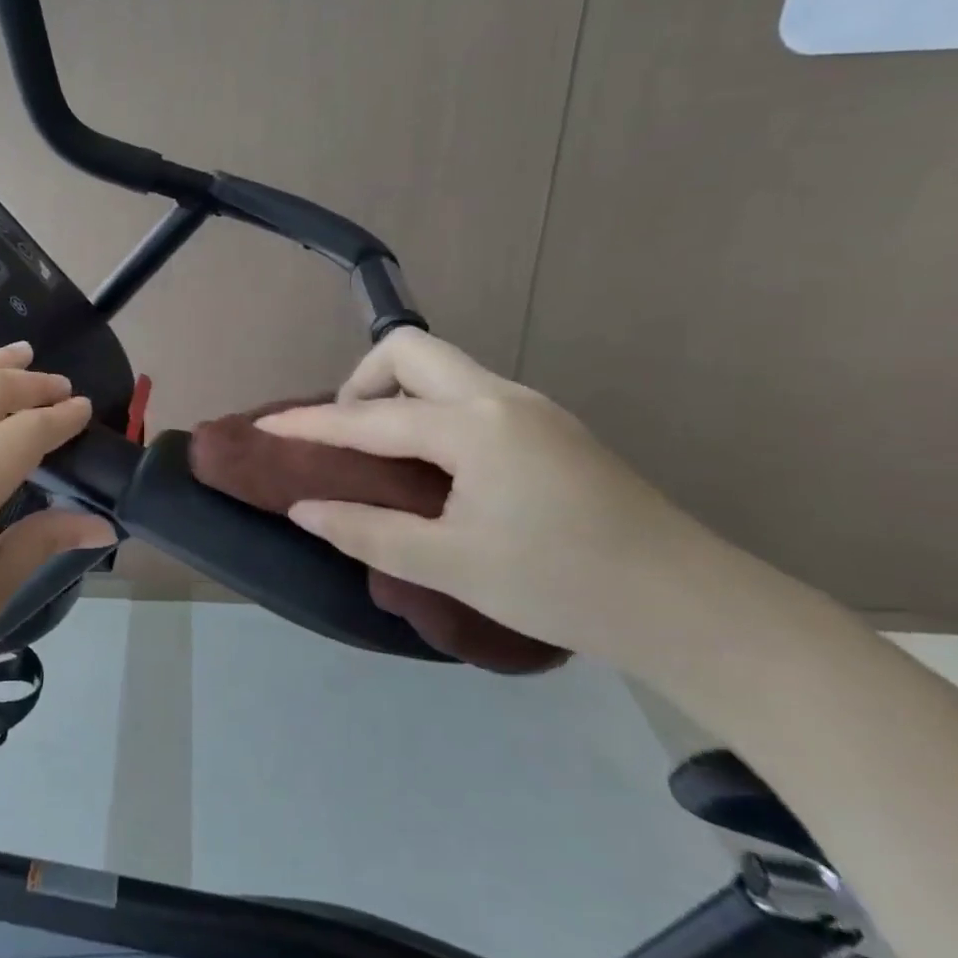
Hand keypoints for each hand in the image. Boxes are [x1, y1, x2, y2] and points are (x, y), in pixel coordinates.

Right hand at [256, 329, 736, 668]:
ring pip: (444, 368)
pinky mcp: (551, 427)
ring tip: (383, 453)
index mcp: (471, 426)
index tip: (265, 426)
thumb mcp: (450, 564)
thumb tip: (303, 507)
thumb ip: (366, 530)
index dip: (310, 424)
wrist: (692, 606)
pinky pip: (469, 393)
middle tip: (348, 438)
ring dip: (398, 393)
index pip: (369, 417)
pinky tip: (435, 463)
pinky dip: (430, 409)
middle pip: (410, 351)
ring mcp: (532, 407)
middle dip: (362, 382)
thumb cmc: (562, 584)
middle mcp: (500, 397)